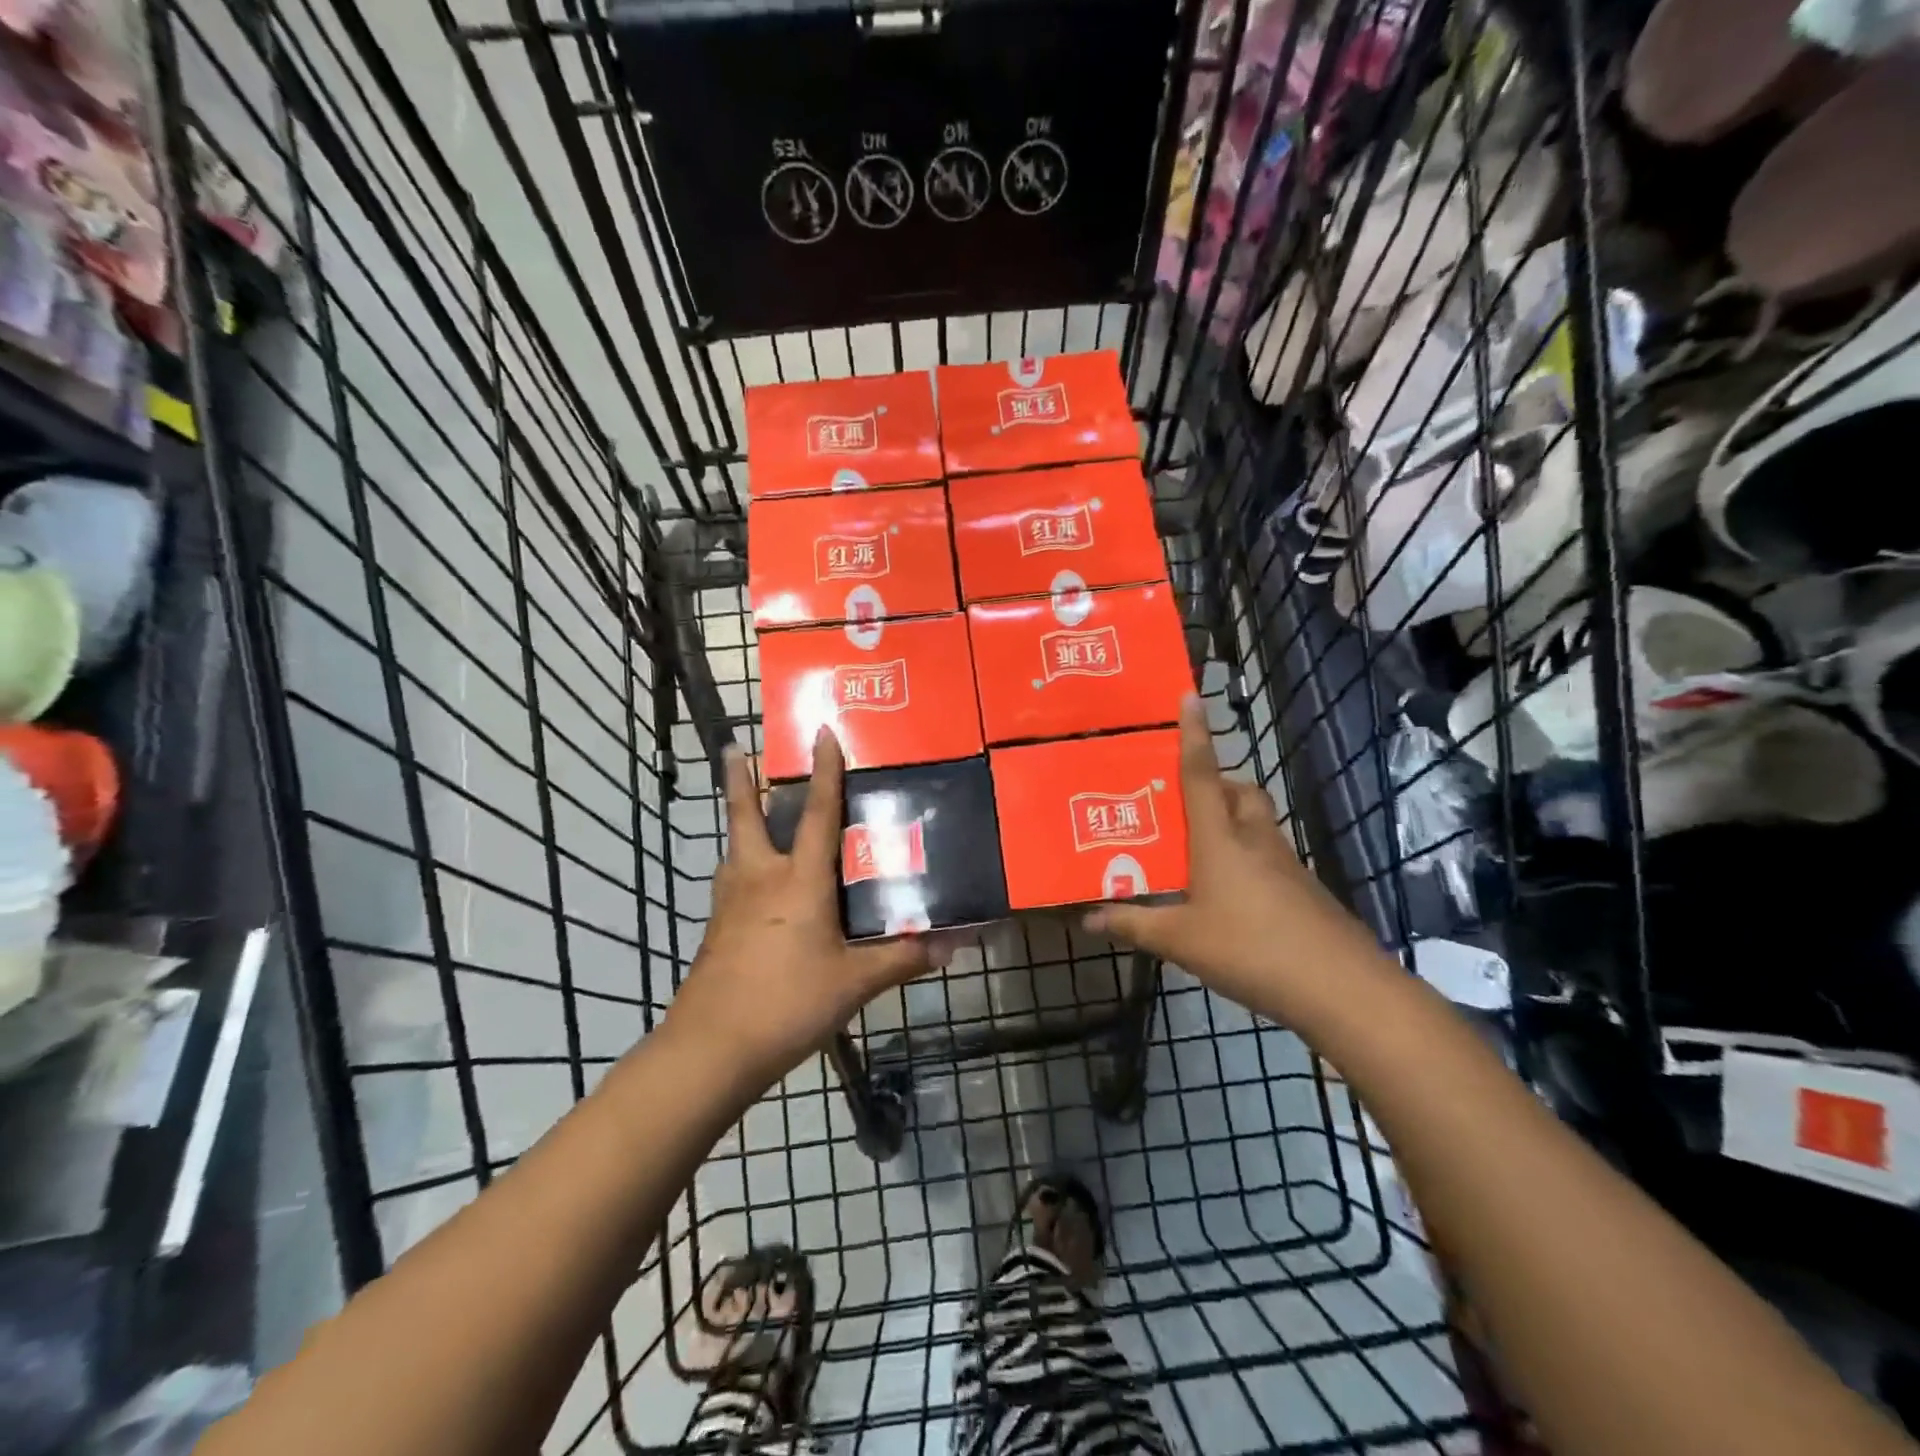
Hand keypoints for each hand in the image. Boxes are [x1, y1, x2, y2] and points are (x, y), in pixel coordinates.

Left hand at [665, 731, 930, 1090]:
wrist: (711, 1049)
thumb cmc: (788, 1003)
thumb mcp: (855, 983)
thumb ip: (903, 959)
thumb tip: (953, 944)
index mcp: (798, 880)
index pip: (816, 813)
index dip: (823, 772)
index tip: (821, 731)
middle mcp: (759, 878)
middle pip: (746, 817)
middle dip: (739, 780)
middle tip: (734, 749)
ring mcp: (730, 903)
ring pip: (734, 849)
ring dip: (740, 824)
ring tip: (750, 817)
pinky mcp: (717, 930)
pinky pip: (731, 883)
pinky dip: (741, 868)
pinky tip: (752, 887)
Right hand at [1086, 696, 1377, 1019]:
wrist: (1340, 987)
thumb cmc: (1249, 948)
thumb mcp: (1180, 940)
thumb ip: (1133, 924)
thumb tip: (1088, 917)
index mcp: (1219, 838)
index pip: (1202, 774)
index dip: (1194, 734)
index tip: (1189, 696)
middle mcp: (1254, 839)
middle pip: (1238, 793)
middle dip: (1215, 784)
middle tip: (1181, 803)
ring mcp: (1285, 863)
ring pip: (1255, 822)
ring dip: (1230, 820)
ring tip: (1196, 849)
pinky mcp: (1302, 889)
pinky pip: (1266, 854)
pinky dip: (1245, 856)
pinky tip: (1227, 893)